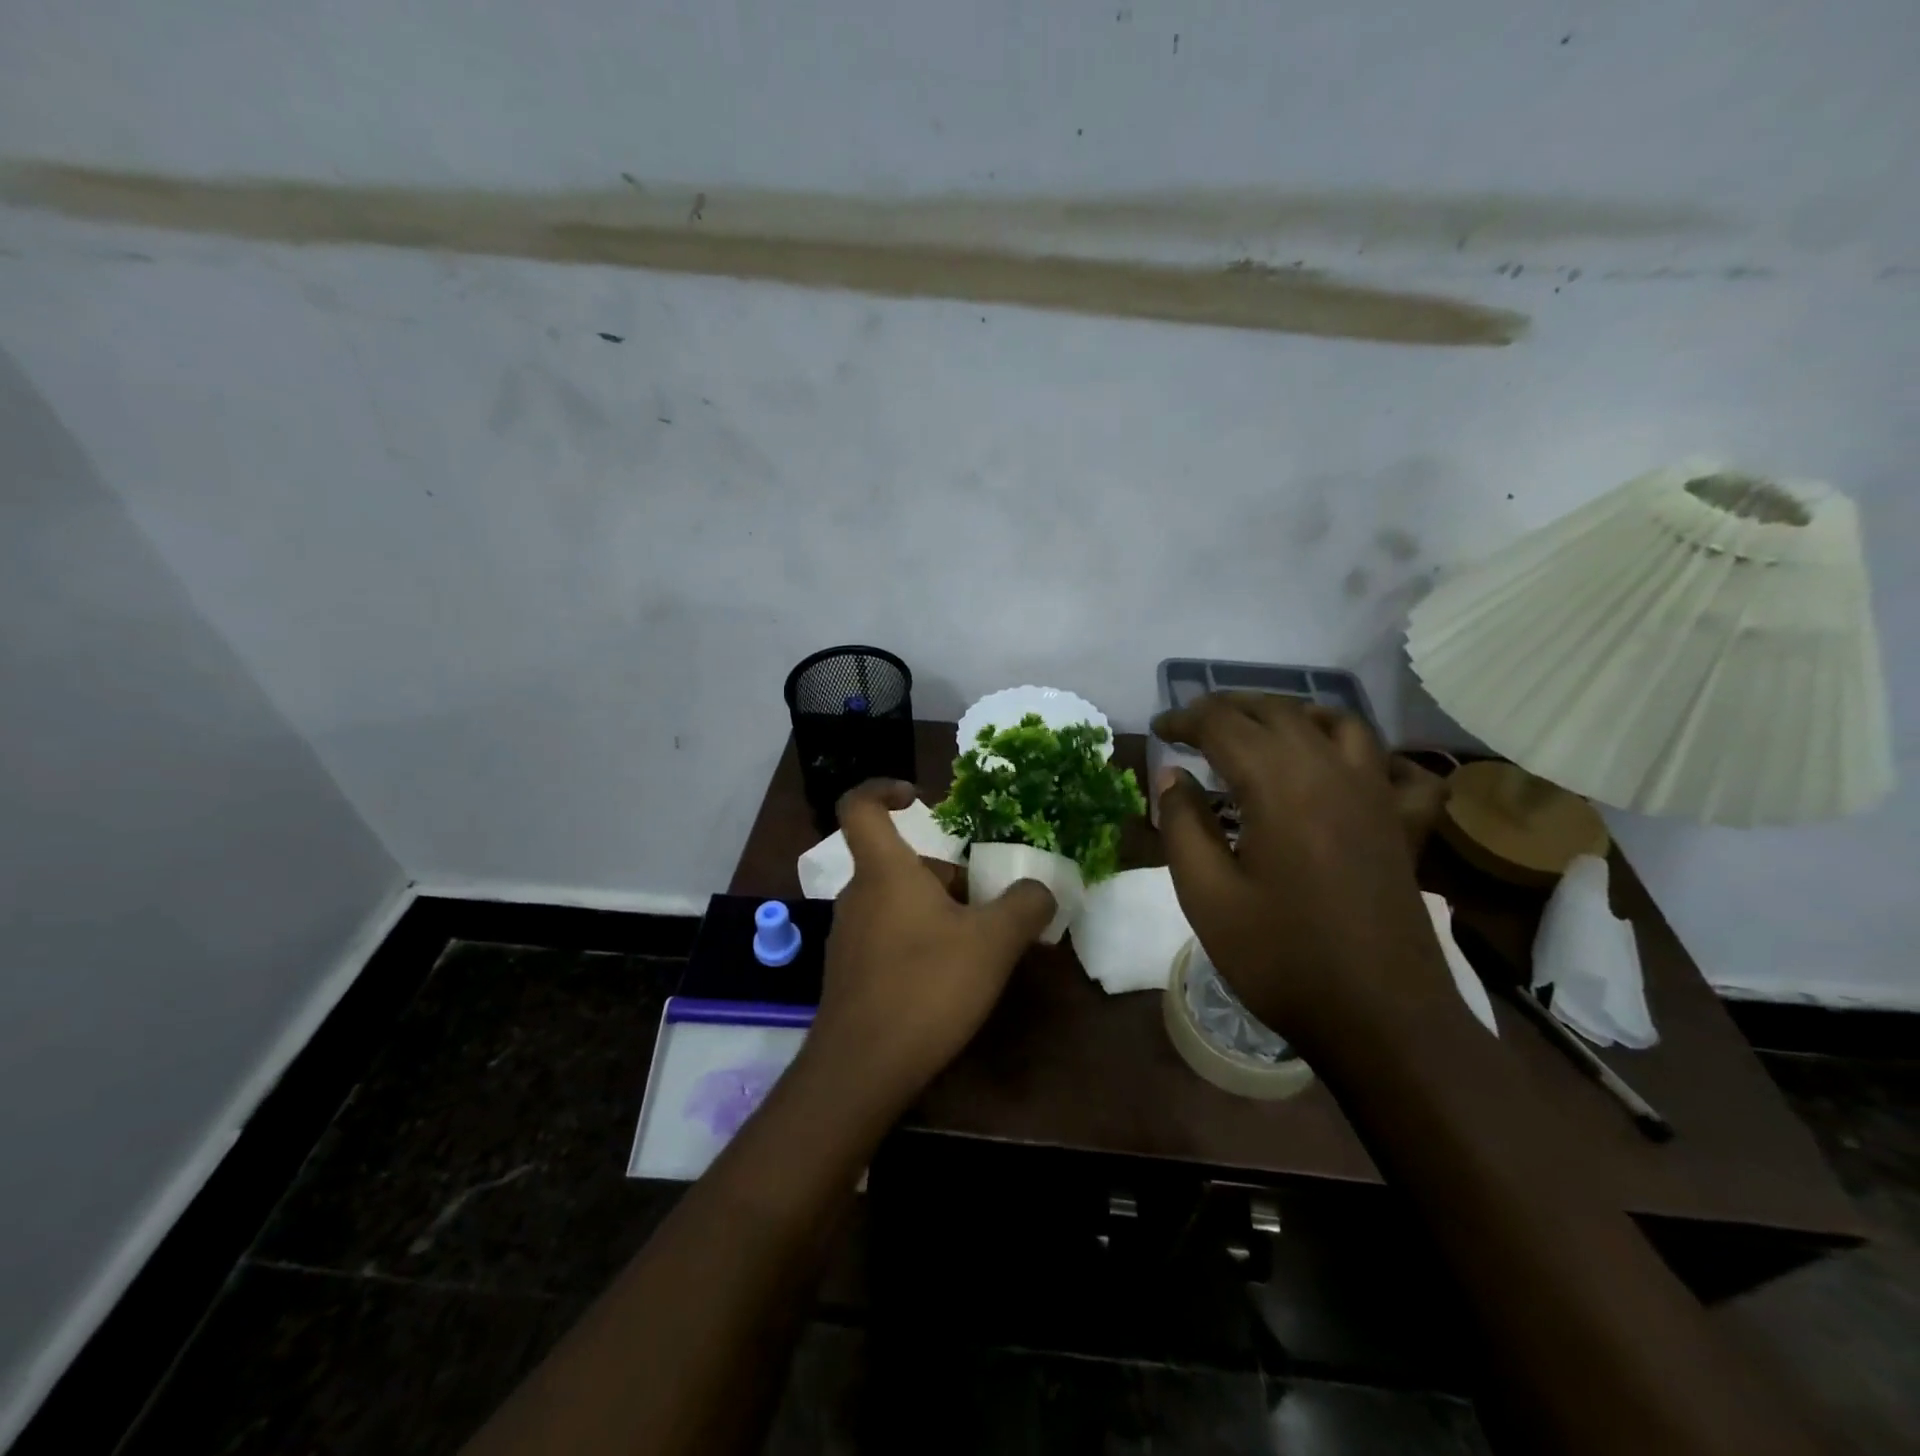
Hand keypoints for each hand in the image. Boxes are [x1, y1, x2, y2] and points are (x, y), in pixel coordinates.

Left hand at [805, 780, 1055, 1111]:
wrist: (862, 1069)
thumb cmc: (926, 986)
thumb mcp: (993, 942)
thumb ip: (1024, 906)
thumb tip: (1041, 889)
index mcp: (883, 870)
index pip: (859, 806)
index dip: (883, 789)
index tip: (918, 797)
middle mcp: (857, 895)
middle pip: (900, 864)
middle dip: (946, 876)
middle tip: (987, 906)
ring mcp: (848, 936)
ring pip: (897, 902)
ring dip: (937, 912)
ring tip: (978, 948)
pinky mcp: (850, 973)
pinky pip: (888, 937)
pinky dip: (919, 942)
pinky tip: (947, 982)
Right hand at [1151, 694, 1451, 1048]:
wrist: (1379, 1019)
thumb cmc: (1281, 957)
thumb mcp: (1206, 894)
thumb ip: (1182, 824)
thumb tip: (1172, 775)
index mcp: (1279, 783)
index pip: (1222, 724)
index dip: (1184, 719)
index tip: (1158, 731)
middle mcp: (1332, 771)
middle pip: (1276, 712)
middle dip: (1228, 709)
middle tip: (1193, 726)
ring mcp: (1378, 795)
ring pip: (1337, 722)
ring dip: (1291, 714)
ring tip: (1260, 731)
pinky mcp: (1404, 826)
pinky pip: (1398, 769)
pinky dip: (1370, 755)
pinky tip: (1348, 769)